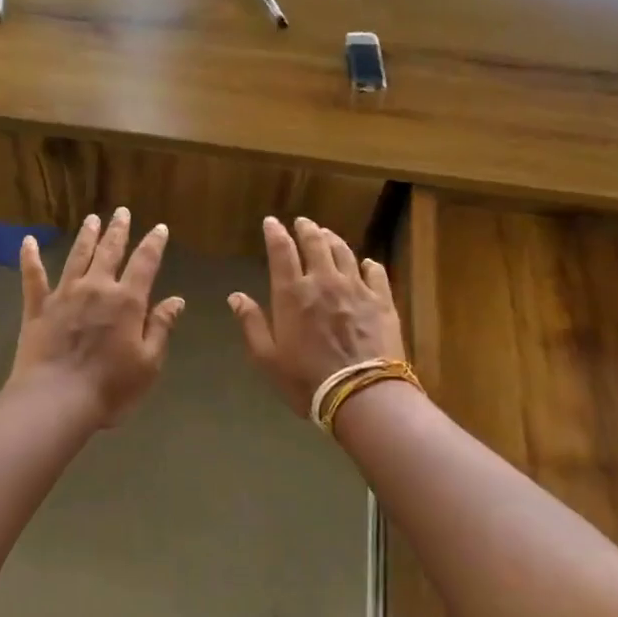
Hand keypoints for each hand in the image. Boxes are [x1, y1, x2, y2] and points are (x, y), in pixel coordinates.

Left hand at [8, 207, 185, 431]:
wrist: (56, 400)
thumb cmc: (110, 387)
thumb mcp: (148, 363)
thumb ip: (160, 327)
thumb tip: (176, 299)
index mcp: (126, 301)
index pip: (145, 263)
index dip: (154, 244)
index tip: (159, 228)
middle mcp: (95, 288)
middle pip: (109, 252)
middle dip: (118, 230)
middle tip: (121, 211)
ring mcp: (63, 295)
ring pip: (77, 256)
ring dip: (86, 237)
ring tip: (92, 219)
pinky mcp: (37, 307)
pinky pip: (33, 277)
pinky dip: (30, 258)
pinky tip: (28, 241)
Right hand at [229, 216, 406, 416]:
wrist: (362, 394)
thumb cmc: (306, 379)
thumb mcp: (267, 357)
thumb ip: (251, 323)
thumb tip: (235, 296)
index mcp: (292, 293)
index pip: (281, 251)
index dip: (275, 233)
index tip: (271, 222)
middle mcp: (323, 282)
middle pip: (315, 243)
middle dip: (306, 229)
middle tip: (303, 222)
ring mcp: (356, 289)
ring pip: (344, 253)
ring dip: (333, 240)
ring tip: (327, 235)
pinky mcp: (382, 301)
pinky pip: (376, 273)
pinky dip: (368, 264)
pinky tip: (367, 263)